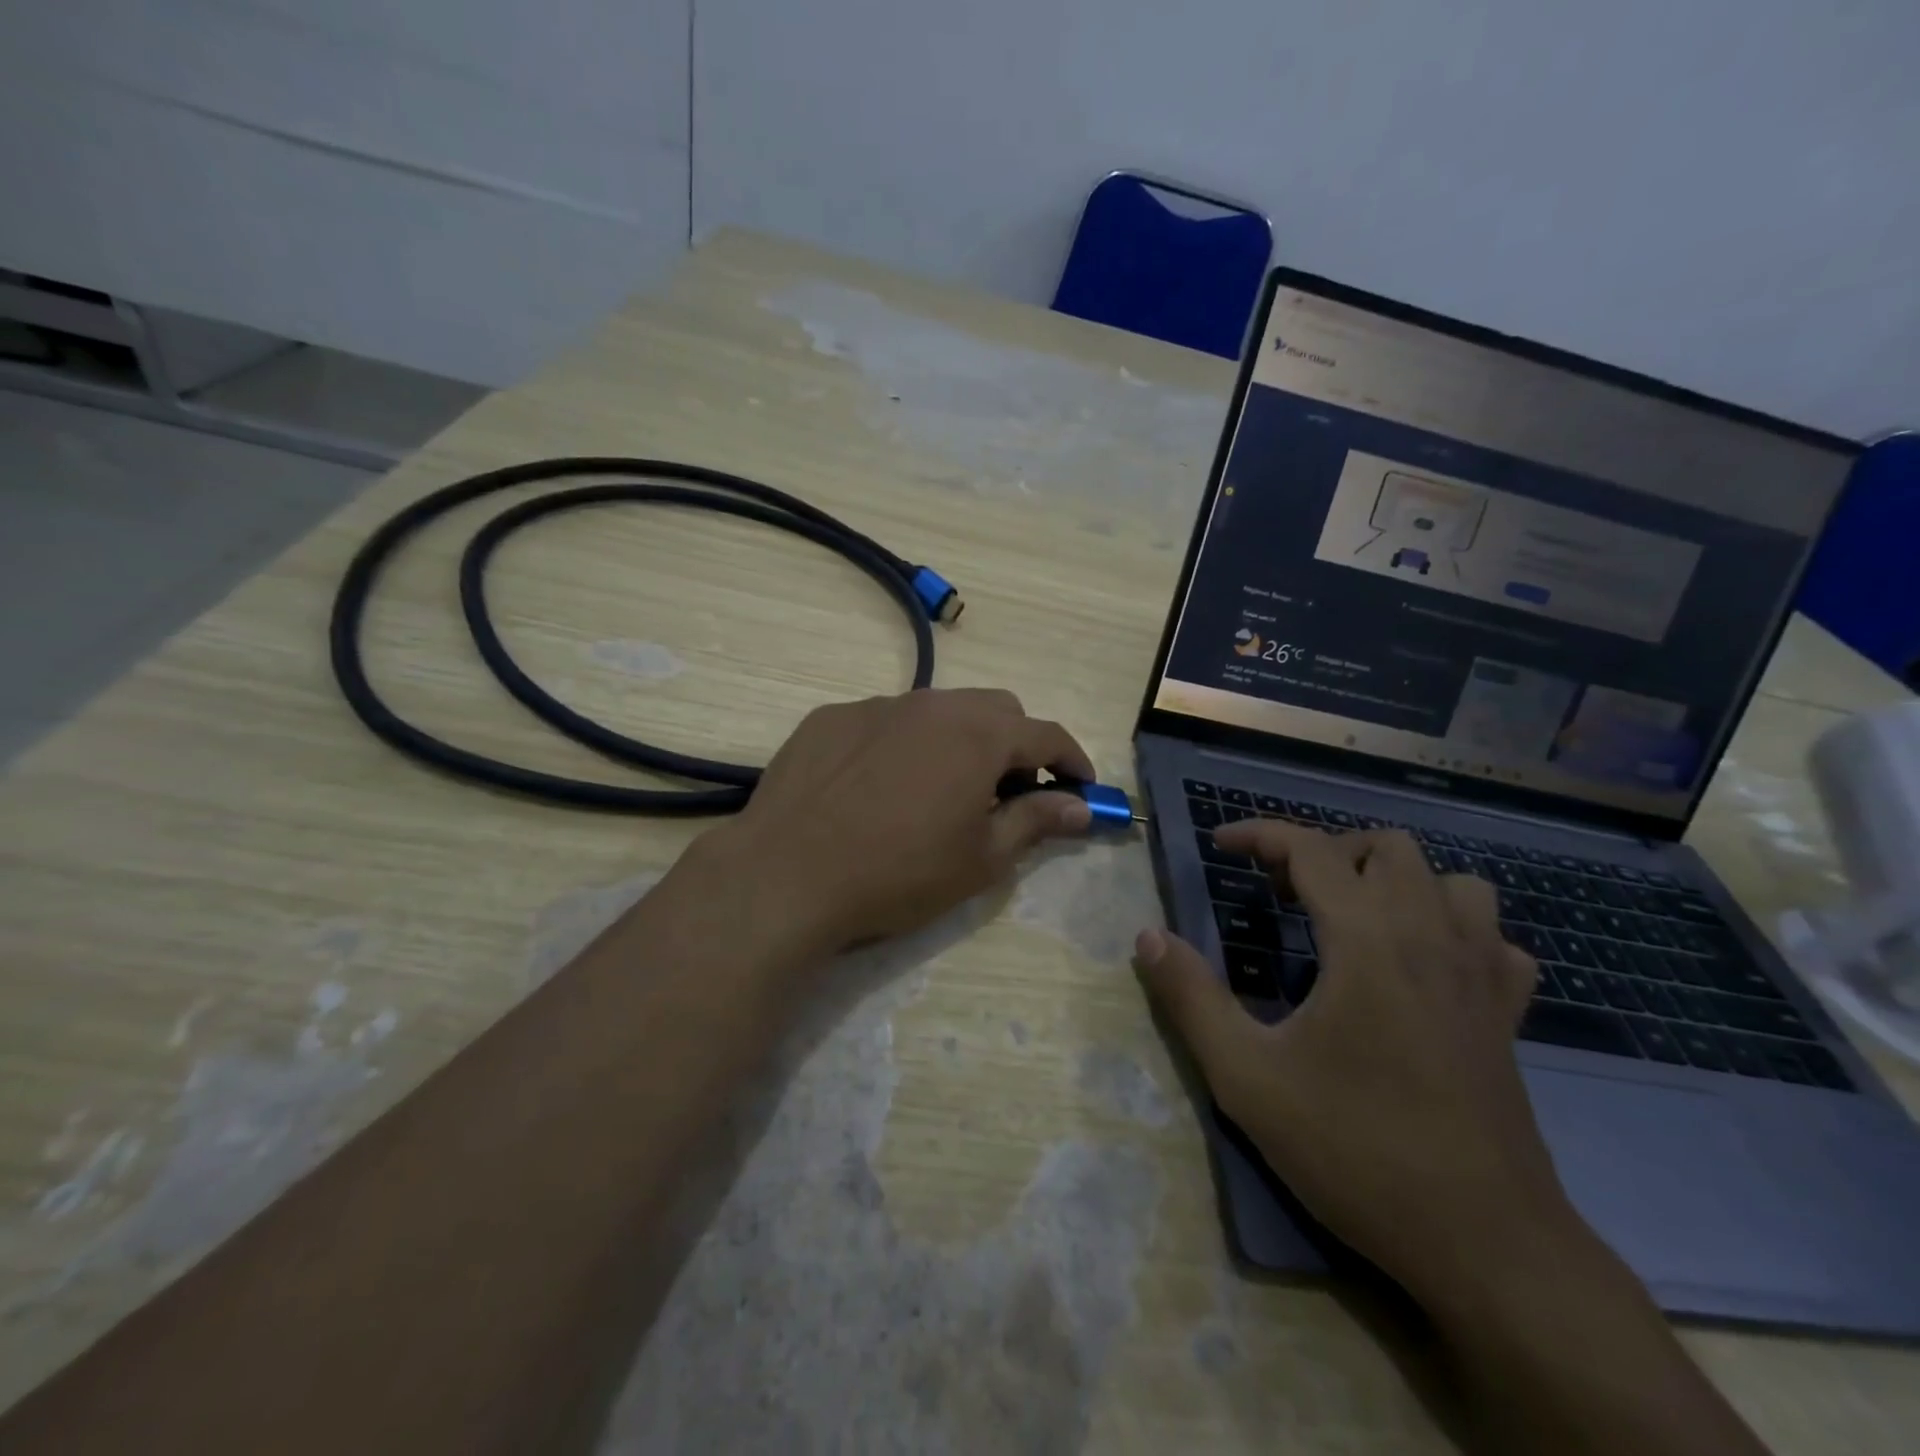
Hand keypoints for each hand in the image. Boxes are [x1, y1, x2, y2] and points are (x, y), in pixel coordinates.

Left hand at [705, 689, 1094, 951]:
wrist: (786, 875)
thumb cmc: (899, 873)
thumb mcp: (981, 858)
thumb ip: (1036, 821)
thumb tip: (1081, 807)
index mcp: (978, 734)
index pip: (1046, 734)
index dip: (1072, 760)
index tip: (1081, 787)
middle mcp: (931, 704)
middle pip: (996, 710)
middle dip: (1017, 746)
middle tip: (1009, 794)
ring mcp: (876, 705)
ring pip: (938, 710)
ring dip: (959, 741)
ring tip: (942, 790)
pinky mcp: (830, 718)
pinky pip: (885, 721)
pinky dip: (904, 744)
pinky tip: (880, 787)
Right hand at [1133, 823, 1571, 1296]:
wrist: (1486, 1245)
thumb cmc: (1356, 1150)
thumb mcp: (1247, 1078)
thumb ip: (1192, 998)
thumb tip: (1148, 937)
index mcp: (1367, 941)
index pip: (1311, 849)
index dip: (1259, 834)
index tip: (1220, 845)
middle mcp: (1430, 938)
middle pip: (1386, 847)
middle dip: (1327, 852)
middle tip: (1283, 892)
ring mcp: (1480, 975)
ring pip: (1450, 881)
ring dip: (1395, 881)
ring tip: (1352, 917)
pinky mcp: (1508, 1015)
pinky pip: (1492, 939)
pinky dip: (1453, 929)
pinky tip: (1422, 965)